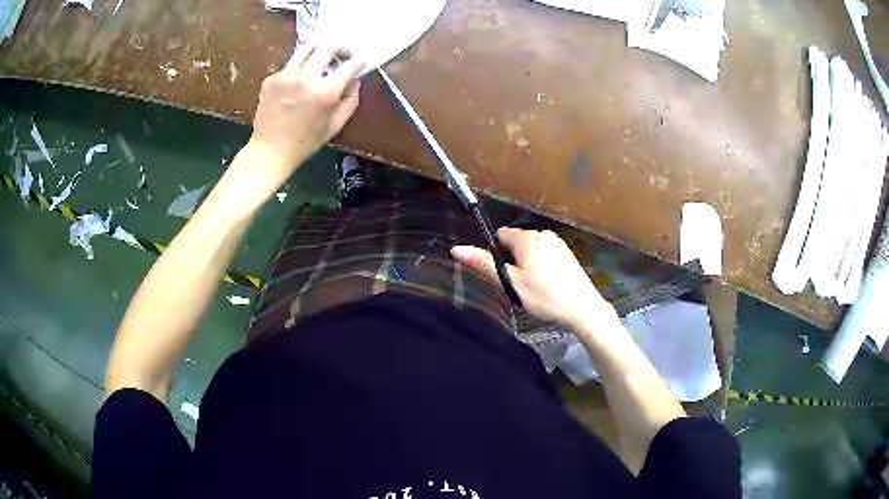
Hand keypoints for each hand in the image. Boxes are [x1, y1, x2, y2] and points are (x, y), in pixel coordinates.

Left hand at [246, 44, 365, 188]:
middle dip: (341, 48)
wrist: (269, 151)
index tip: (363, 60)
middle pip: (328, 46)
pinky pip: (291, 64)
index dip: (360, 60)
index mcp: (324, 92)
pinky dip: (300, 68)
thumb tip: (355, 80)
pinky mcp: (271, 78)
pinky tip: (299, 83)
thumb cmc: (305, 142)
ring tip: (322, 61)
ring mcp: (285, 75)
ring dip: (319, 51)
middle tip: (343, 55)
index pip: (349, 65)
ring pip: (307, 47)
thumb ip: (350, 100)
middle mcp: (305, 77)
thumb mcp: (336, 125)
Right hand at [451, 228, 615, 327]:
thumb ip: (484, 264)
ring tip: (533, 289)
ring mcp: (558, 243)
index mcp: (527, 238)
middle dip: (512, 261)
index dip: (496, 254)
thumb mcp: (511, 283)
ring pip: (531, 250)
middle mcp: (543, 234)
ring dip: (526, 265)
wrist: (582, 308)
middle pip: (516, 243)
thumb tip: (456, 249)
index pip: (500, 235)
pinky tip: (547, 286)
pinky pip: (545, 255)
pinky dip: (541, 267)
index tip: (503, 274)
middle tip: (518, 286)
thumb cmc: (544, 295)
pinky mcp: (567, 254)